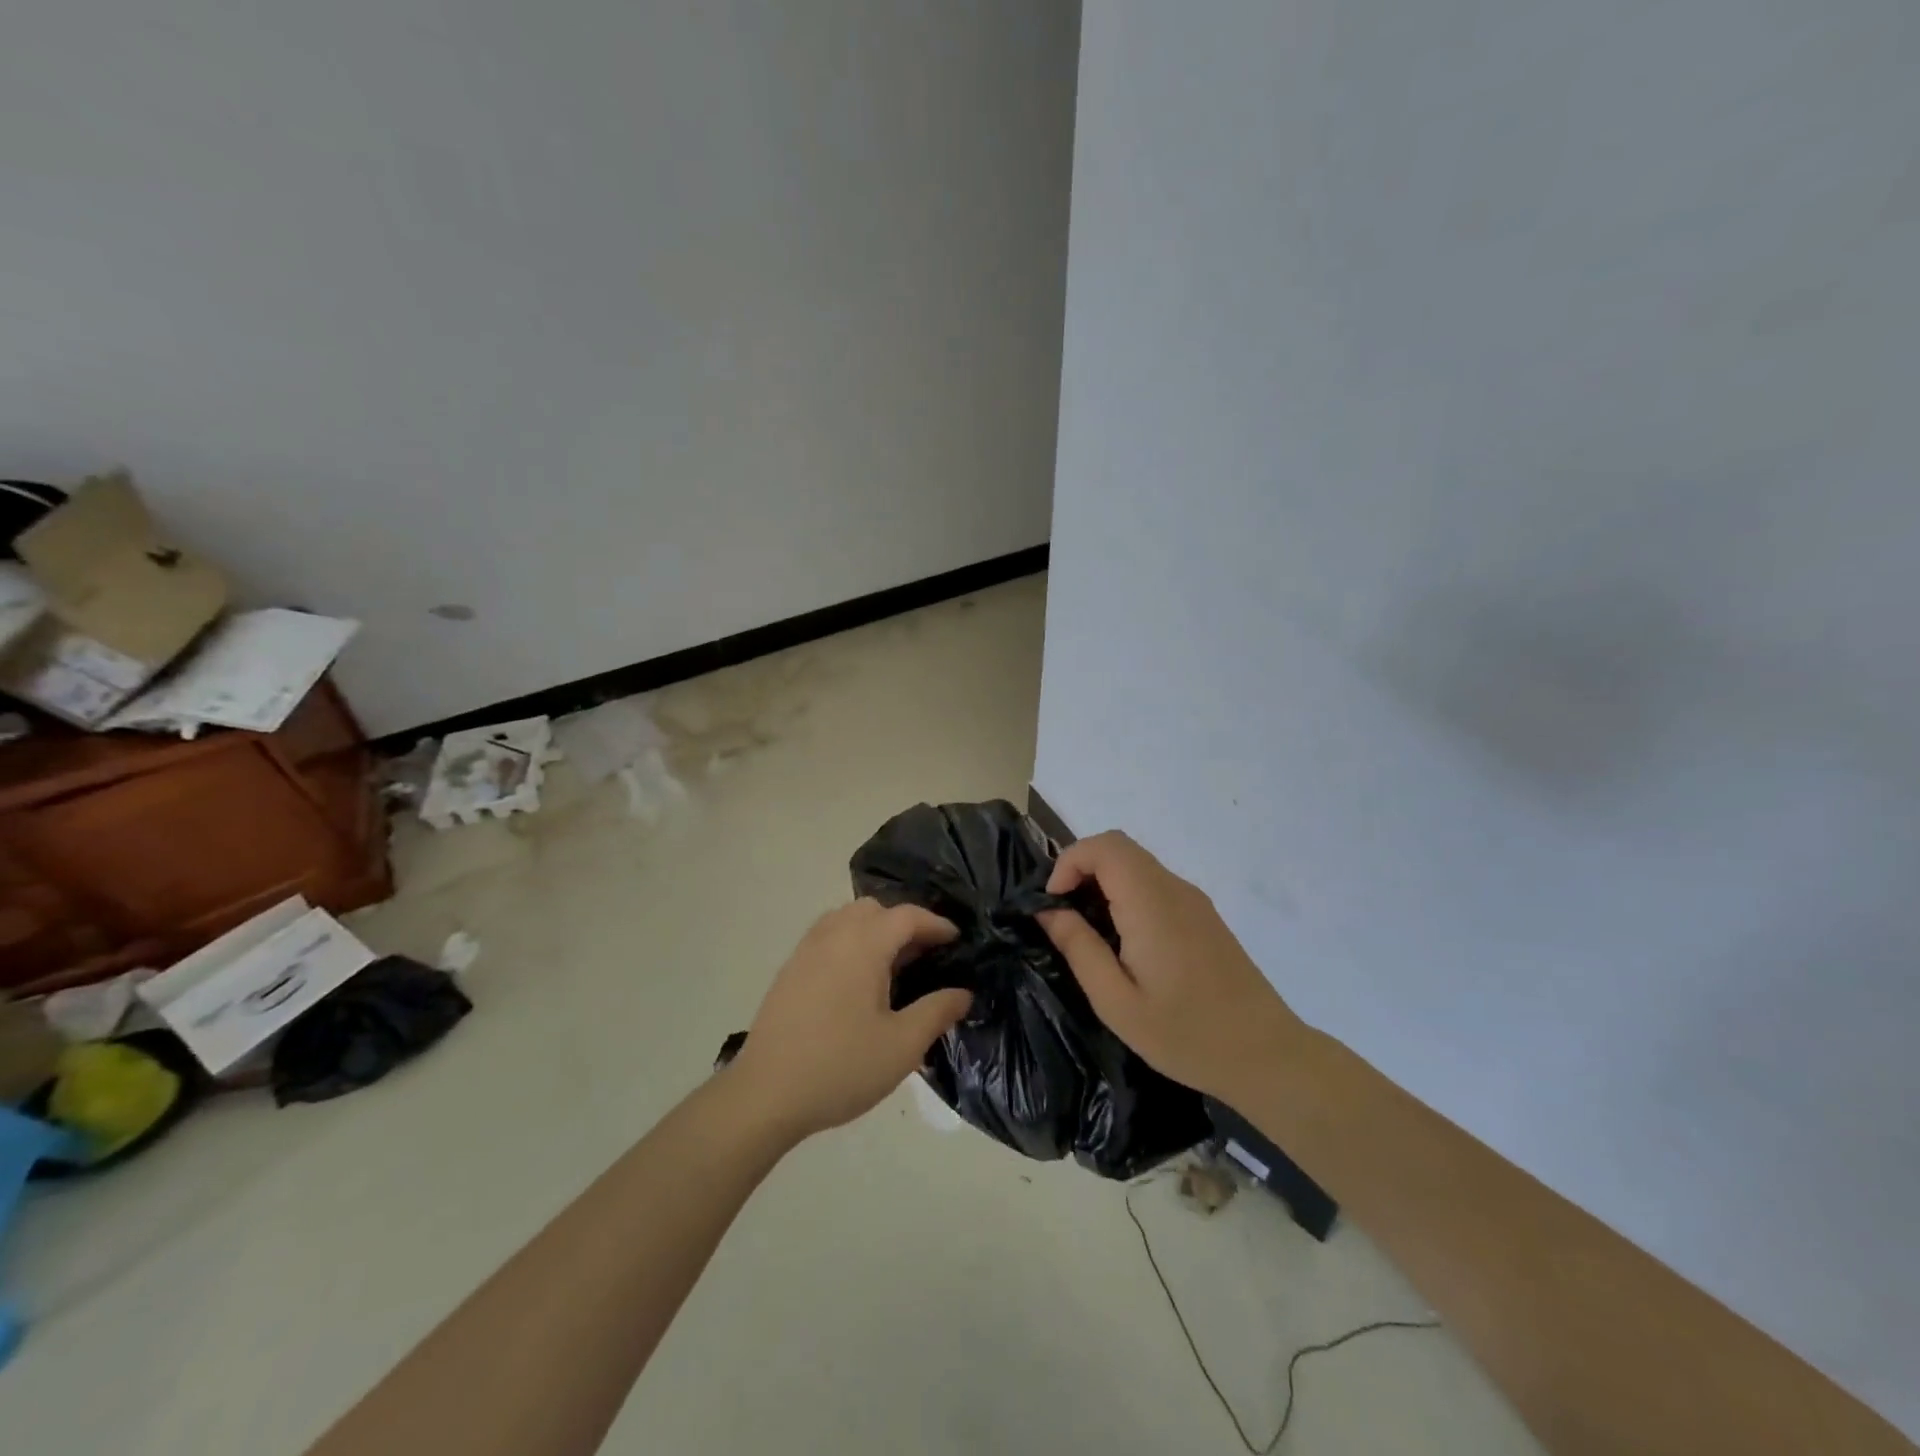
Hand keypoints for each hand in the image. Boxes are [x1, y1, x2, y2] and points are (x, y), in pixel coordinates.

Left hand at [729, 899, 971, 1141]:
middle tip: (925, 955)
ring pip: (847, 918)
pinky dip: (850, 942)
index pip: (907, 916)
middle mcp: (833, 935)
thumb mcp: (902, 1046)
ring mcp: (806, 950)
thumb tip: (962, 992)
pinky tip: (857, 981)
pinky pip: (827, 936)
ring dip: (874, 930)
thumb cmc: (841, 1067)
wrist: (765, 1094)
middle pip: (875, 909)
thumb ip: (937, 1012)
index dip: (936, 924)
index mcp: (863, 945)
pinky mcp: (789, 970)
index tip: (956, 940)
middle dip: (904, 923)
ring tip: (893, 965)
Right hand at [1038, 831, 1303, 1104]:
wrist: (1267, 1055)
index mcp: (1151, 904)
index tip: (1053, 904)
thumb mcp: (1117, 1002)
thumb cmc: (1186, 1035)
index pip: (1104, 847)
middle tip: (1064, 916)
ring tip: (1089, 932)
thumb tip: (1048, 911)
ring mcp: (1193, 900)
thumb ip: (1079, 948)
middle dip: (1081, 869)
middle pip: (1118, 848)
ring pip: (1136, 864)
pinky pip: (1154, 884)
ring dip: (1103, 882)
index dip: (1068, 862)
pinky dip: (1126, 894)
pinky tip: (1124, 941)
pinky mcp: (1203, 915)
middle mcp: (1174, 889)